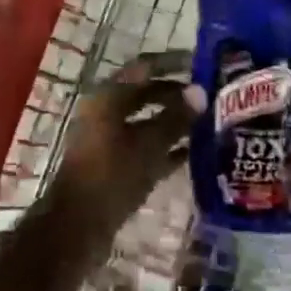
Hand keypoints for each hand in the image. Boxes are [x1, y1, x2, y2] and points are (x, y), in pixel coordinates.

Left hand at [47, 52, 198, 238]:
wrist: (78, 228)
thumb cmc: (111, 176)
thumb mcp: (148, 145)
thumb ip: (175, 118)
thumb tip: (201, 92)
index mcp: (107, 96)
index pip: (144, 67)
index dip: (173, 62)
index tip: (202, 62)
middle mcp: (106, 112)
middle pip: (146, 93)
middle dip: (177, 94)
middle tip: (212, 95)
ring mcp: (109, 139)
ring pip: (147, 122)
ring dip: (175, 121)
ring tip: (211, 121)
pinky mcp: (114, 165)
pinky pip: (145, 147)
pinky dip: (167, 147)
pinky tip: (196, 153)